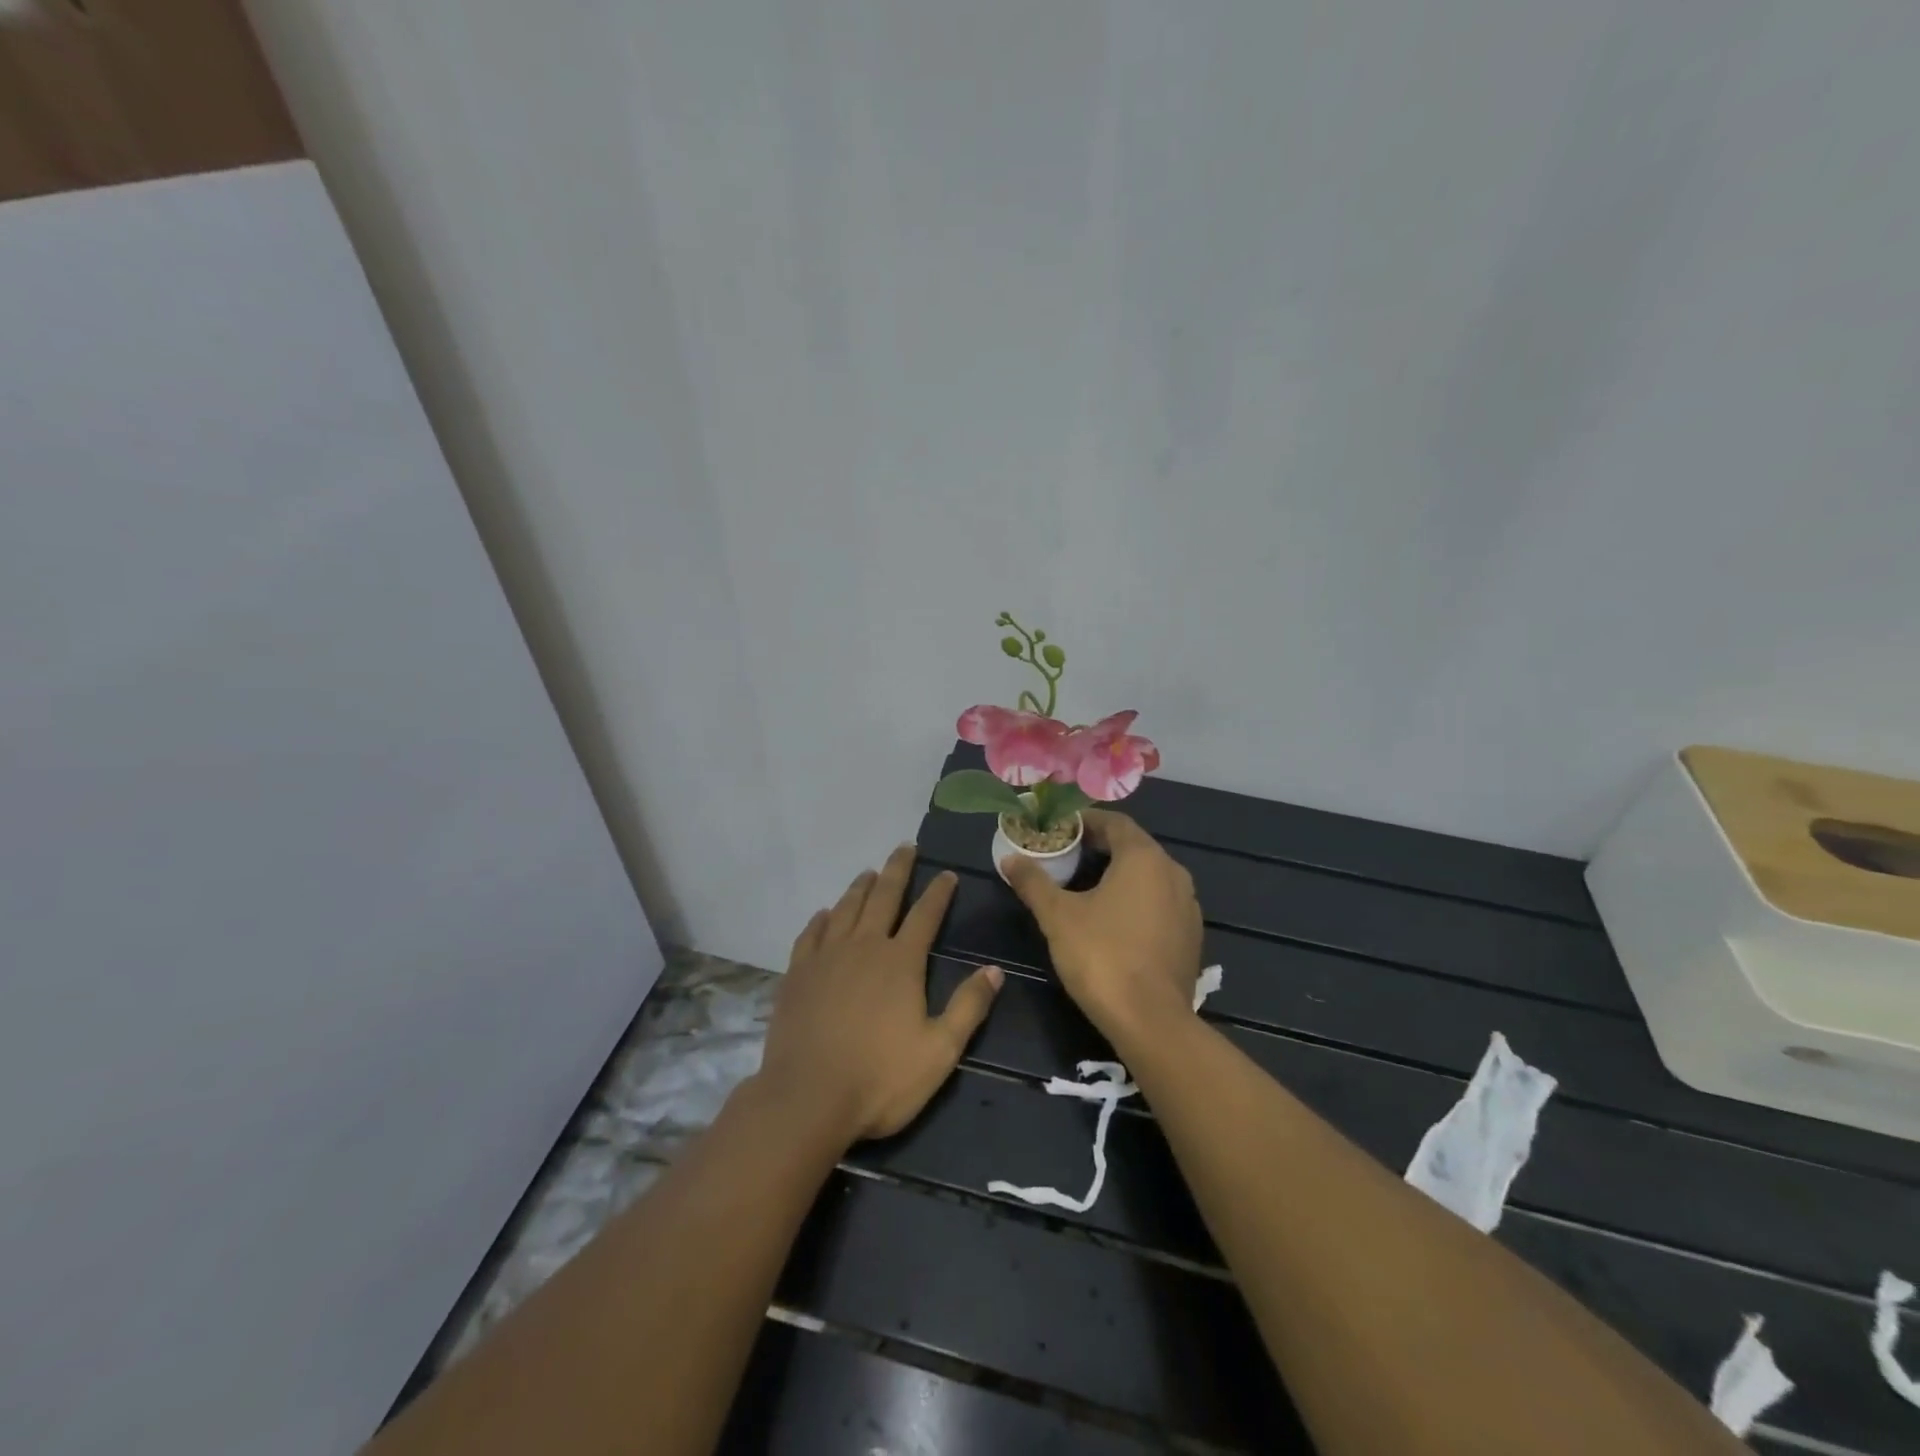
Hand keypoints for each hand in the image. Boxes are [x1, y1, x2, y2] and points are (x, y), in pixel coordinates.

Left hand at [757, 845, 1003, 1143]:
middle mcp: (863, 947)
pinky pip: (811, 934)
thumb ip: (968, 1007)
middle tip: (905, 847)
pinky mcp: (797, 974)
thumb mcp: (939, 1051)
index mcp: (900, 962)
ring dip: (860, 887)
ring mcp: (826, 957)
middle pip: (883, 896)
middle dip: (897, 870)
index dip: (938, 892)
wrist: (806, 1099)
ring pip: (846, 908)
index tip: (947, 873)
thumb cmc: (880, 1079)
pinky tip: (824, 914)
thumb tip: (995, 970)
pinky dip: (821, 918)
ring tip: (869, 872)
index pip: (925, 914)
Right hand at [1001, 809, 1202, 1047]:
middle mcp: (1174, 873)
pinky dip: (1137, 900)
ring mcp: (1188, 906)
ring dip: (1120, 875)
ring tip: (1086, 888)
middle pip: (1134, 847)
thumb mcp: (1057, 916)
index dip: (1086, 822)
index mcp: (1144, 858)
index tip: (1060, 831)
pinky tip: (1114, 921)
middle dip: (1100, 848)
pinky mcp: (1191, 936)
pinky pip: (1161, 903)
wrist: (1151, 1021)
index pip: (1115, 822)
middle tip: (1067, 857)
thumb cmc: (1101, 956)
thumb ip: (1033, 882)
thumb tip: (1010, 859)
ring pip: (1150, 876)